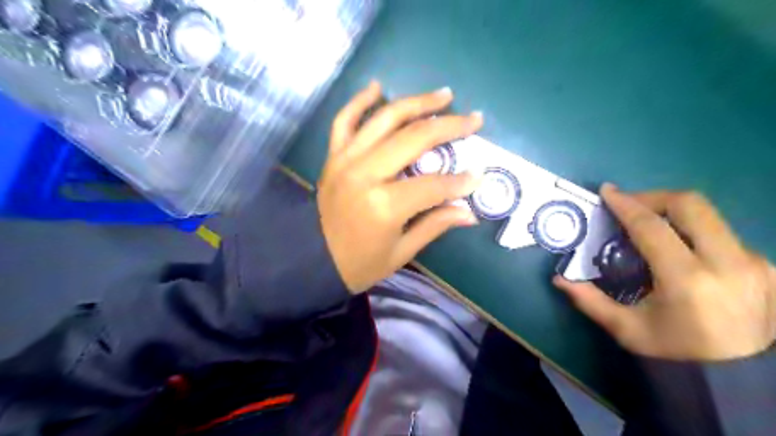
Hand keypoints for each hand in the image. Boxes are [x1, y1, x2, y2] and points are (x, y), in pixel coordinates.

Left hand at [319, 82, 482, 292]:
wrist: (311, 260)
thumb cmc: (359, 264)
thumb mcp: (401, 252)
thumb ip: (435, 225)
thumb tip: (470, 212)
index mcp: (384, 206)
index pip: (434, 185)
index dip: (460, 181)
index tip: (480, 175)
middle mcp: (365, 174)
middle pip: (414, 139)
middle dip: (449, 127)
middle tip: (474, 119)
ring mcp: (345, 160)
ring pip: (385, 119)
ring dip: (417, 103)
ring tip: (444, 95)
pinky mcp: (332, 156)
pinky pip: (345, 120)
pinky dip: (360, 100)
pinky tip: (379, 87)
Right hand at [555, 185, 772, 360]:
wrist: (742, 381)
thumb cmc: (676, 354)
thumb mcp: (626, 329)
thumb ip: (589, 300)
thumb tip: (558, 279)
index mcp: (687, 280)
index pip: (652, 226)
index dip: (626, 204)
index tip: (607, 191)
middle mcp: (727, 264)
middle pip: (690, 204)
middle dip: (653, 197)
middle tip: (629, 205)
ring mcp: (755, 263)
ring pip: (709, 216)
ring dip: (673, 214)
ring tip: (650, 227)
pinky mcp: (768, 268)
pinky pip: (723, 235)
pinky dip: (693, 232)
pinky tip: (680, 249)